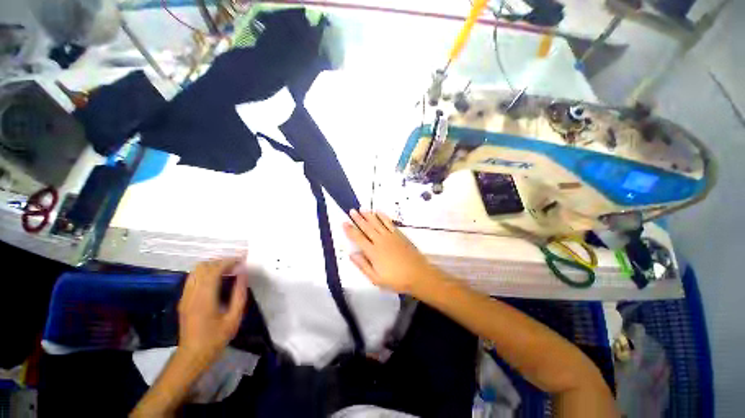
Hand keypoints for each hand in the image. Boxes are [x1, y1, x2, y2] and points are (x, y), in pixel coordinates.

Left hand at [177, 258, 248, 367]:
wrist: (192, 355)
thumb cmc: (216, 338)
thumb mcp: (234, 318)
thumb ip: (239, 294)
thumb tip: (243, 274)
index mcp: (204, 298)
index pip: (214, 270)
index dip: (229, 262)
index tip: (242, 261)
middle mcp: (192, 294)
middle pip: (203, 266)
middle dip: (221, 262)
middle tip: (236, 266)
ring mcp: (185, 296)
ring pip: (196, 270)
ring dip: (212, 266)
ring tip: (228, 271)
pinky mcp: (183, 299)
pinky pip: (193, 278)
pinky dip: (205, 273)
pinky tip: (216, 280)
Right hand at [343, 210, 442, 294]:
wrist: (418, 274)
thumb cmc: (396, 279)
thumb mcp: (376, 279)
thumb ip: (363, 266)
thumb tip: (351, 254)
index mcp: (373, 252)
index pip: (358, 238)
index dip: (350, 230)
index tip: (344, 222)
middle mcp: (380, 241)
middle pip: (367, 227)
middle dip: (358, 218)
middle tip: (352, 210)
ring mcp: (390, 236)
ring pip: (377, 222)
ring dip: (369, 215)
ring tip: (362, 208)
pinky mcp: (399, 234)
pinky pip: (389, 223)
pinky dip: (383, 216)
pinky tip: (379, 212)